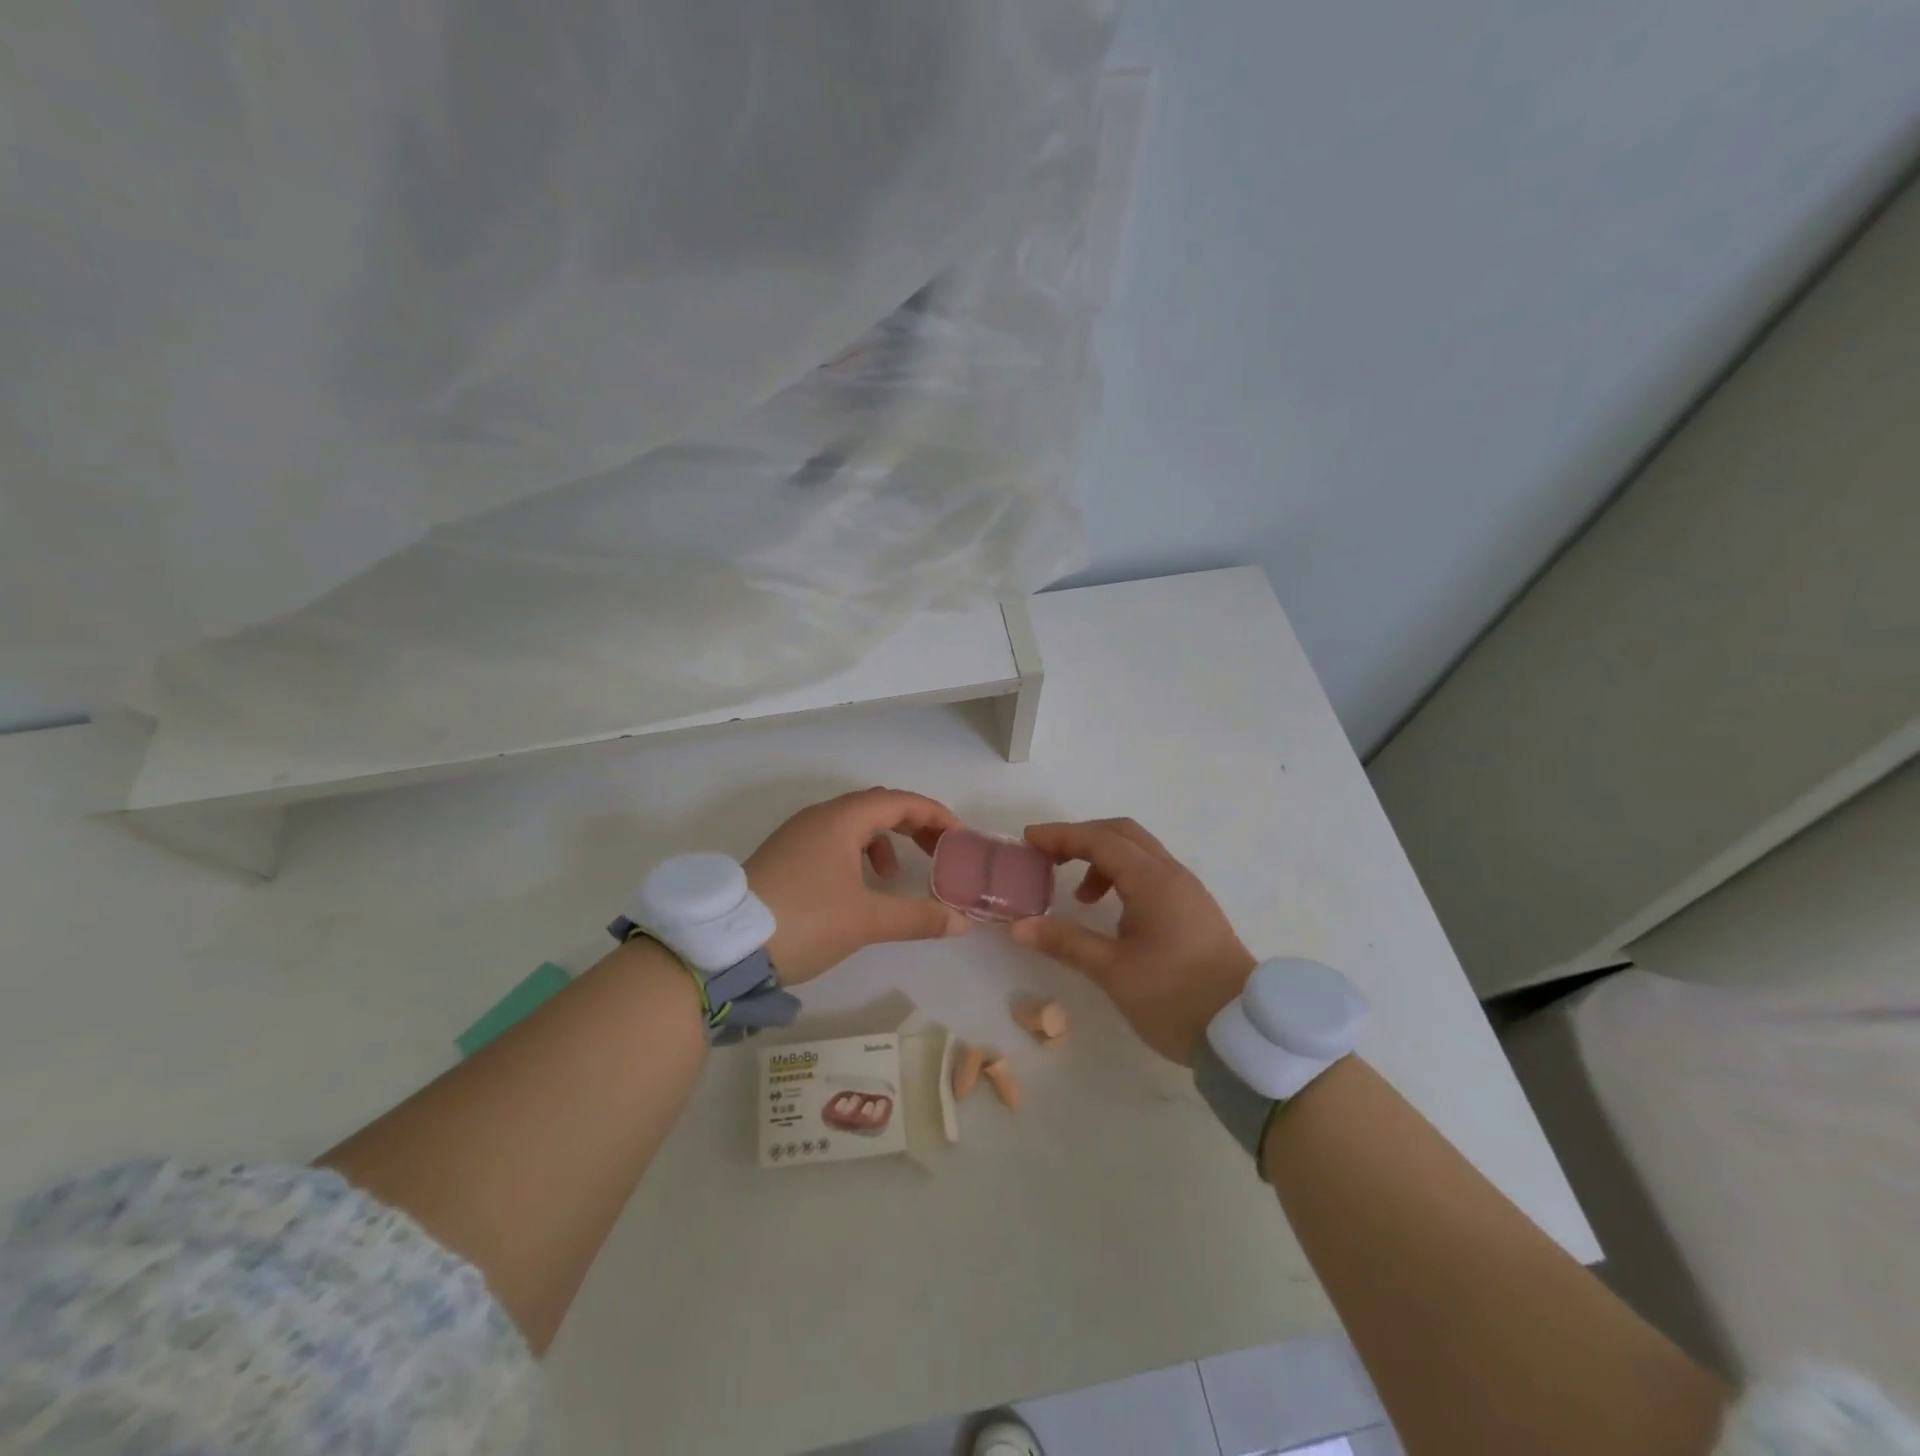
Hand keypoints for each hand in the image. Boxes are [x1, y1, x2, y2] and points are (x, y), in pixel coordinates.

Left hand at [745, 788, 970, 983]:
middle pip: (877, 807)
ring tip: (894, 876)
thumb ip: (917, 917)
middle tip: (939, 851)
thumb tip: (960, 921)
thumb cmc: (803, 920)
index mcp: (841, 819)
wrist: (724, 946)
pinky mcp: (784, 857)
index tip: (959, 837)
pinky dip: (857, 855)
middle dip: (912, 825)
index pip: (900, 801)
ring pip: (853, 824)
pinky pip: (833, 841)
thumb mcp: (865, 921)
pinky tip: (857, 888)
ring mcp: (797, 836)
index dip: (934, 814)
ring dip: (883, 842)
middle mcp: (819, 818)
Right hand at [1010, 818, 1254, 1065]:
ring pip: (1139, 854)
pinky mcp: (1194, 911)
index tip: (1028, 840)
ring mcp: (1188, 892)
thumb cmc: (1175, 997)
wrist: (1243, 1033)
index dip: (1061, 836)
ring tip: (1079, 897)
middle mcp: (1172, 875)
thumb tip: (1018, 926)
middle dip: (1082, 838)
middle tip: (1048, 857)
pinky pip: (1152, 874)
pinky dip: (1122, 877)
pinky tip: (1111, 914)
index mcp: (1153, 881)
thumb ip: (1065, 942)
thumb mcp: (1112, 971)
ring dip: (1103, 860)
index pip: (1100, 840)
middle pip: (1122, 834)